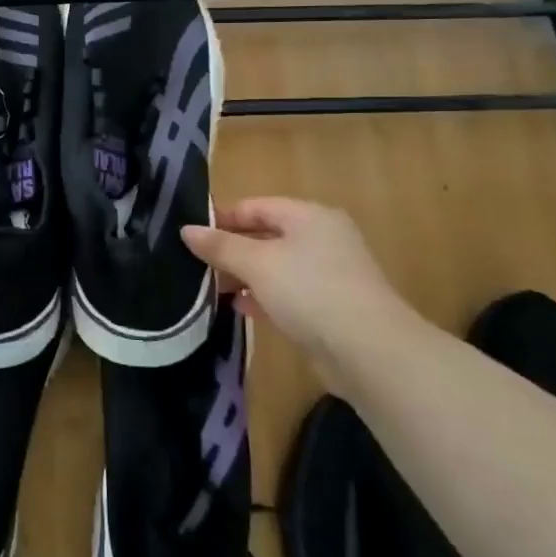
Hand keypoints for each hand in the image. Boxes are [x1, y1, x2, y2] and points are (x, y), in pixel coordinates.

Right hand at [181, 198, 421, 355]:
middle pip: (266, 235)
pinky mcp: (330, 308)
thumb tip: (187, 230)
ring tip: (210, 288)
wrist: (369, 351)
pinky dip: (263, 297)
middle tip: (196, 264)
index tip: (190, 235)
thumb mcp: (257, 263)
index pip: (256, 206)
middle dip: (231, 249)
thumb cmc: (310, 291)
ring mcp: (329, 274)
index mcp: (309, 216)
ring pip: (276, 267)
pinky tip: (240, 308)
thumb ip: (221, 245)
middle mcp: (322, 239)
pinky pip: (288, 293)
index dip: (222, 218)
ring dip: (244, 275)